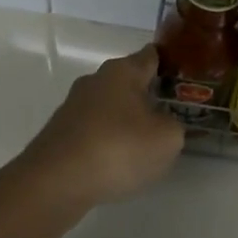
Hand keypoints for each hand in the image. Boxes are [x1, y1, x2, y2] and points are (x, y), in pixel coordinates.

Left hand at [15, 45, 185, 209]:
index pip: (150, 56)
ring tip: (143, 144)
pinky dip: (106, 141)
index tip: (182, 75)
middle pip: (127, 81)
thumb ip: (173, 126)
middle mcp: (95, 80)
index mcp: (123, 71)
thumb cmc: (118, 148)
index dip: (167, 63)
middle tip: (168, 115)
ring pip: (108, 107)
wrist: (56, 181)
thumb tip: (162, 123)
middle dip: (146, 95)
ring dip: (124, 120)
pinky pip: (93, 130)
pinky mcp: (60, 133)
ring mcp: (73, 106)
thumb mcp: (166, 139)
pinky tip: (115, 163)